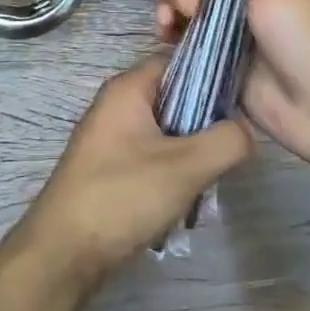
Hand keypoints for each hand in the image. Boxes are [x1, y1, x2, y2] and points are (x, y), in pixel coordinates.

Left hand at [17, 55, 252, 288]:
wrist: (63, 250)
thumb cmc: (122, 195)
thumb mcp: (185, 168)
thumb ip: (225, 142)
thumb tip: (246, 129)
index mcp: (128, 88)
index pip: (176, 59)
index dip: (210, 73)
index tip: (240, 98)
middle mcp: (116, 103)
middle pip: (172, 95)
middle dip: (202, 120)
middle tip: (228, 147)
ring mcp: (108, 135)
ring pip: (163, 129)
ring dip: (187, 151)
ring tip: (208, 179)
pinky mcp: (107, 165)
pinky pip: (148, 153)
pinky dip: (168, 169)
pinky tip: (182, 199)